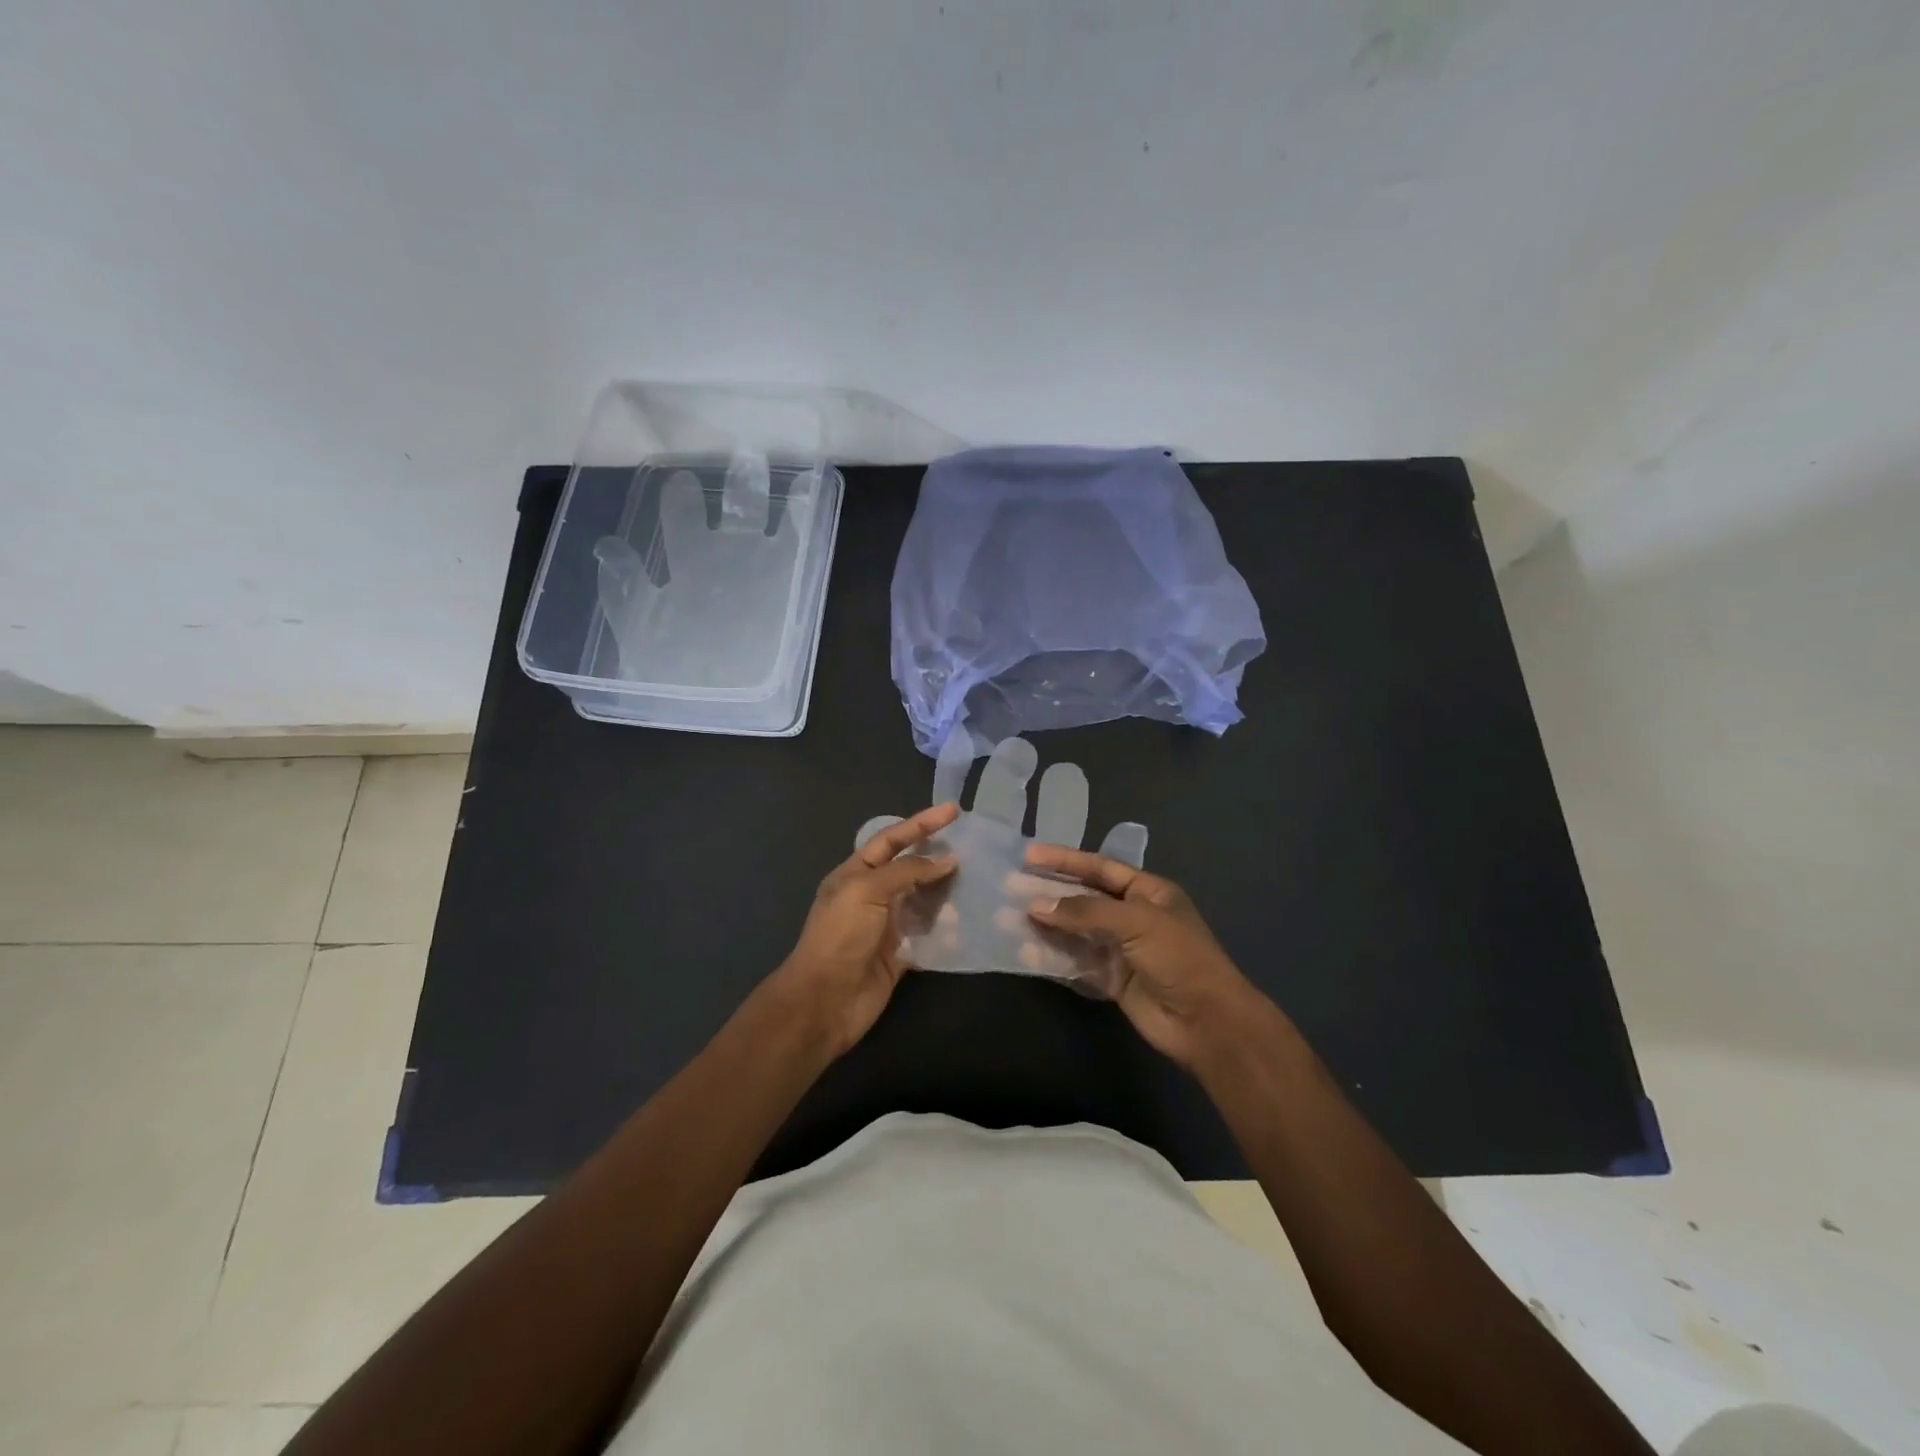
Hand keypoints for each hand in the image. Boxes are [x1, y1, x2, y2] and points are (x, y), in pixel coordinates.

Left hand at [771, 803, 958, 1058]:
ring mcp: (887, 925)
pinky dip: (948, 926)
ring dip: (948, 890)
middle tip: (974, 845)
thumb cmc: (840, 936)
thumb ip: (907, 871)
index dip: (922, 823)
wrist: (825, 1001)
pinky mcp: (901, 953)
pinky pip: (930, 933)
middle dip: (938, 855)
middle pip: (910, 867)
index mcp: (855, 873)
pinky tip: (971, 917)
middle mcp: (872, 895)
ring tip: (980, 878)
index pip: (892, 838)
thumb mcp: (867, 890)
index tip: (954, 810)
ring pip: (924, 899)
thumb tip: (948, 860)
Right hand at [1026, 846, 1264, 1070]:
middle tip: (1011, 886)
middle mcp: (1133, 916)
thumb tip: (1037, 905)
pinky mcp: (1111, 979)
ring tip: (1009, 917)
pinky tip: (1026, 951)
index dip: (1065, 860)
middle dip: (1050, 892)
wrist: (1206, 1022)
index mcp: (1148, 892)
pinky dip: (1052, 955)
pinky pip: (1076, 961)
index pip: (1100, 868)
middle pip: (1084, 898)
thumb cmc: (1179, 958)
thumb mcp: (1137, 922)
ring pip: (1075, 930)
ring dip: (1046, 924)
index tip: (1029, 854)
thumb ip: (1085, 911)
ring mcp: (1120, 948)